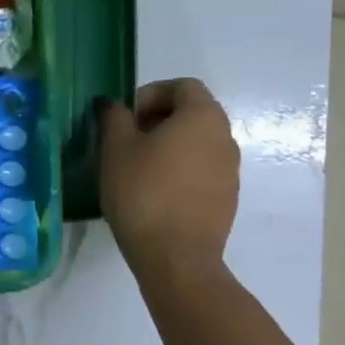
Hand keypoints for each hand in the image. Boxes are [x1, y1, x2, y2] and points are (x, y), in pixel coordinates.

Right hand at [97, 79, 238, 278]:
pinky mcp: (227, 199)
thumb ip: (114, 118)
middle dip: (159, 119)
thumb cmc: (143, 193)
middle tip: (127, 142)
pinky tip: (155, 195)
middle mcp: (225, 137)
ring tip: (138, 170)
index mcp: (203, 116)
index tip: (126, 118)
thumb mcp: (116, 149)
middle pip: (193, 113)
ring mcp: (231, 170)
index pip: (182, 86)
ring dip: (170, 146)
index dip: (150, 94)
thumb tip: (113, 104)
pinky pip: (202, 171)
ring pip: (198, 143)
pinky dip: (181, 171)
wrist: (176, 258)